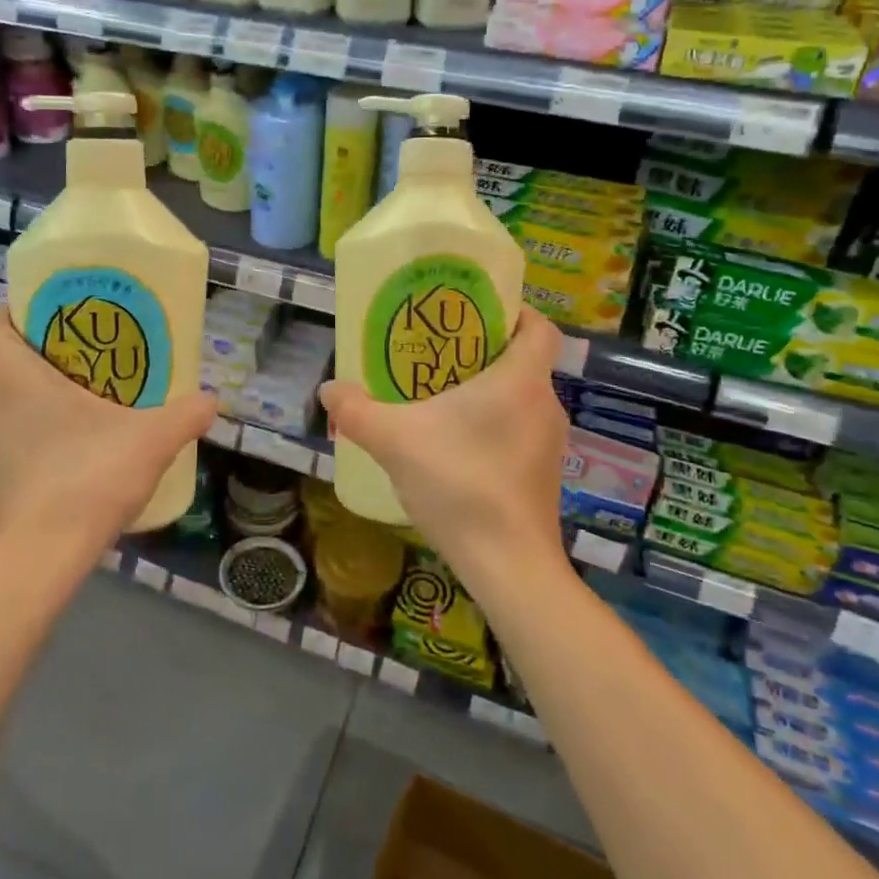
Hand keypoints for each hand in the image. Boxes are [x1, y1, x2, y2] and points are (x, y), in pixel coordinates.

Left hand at [0, 308, 217, 577]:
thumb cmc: (86, 479)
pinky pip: (10, 438)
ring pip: (7, 402)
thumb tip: (211, 400)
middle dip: (45, 354)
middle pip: (6, 361)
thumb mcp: (151, 441)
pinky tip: (75, 453)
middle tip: (92, 358)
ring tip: (89, 404)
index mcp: (13, 377)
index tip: (56, 316)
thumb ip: (185, 414)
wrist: (38, 562)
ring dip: (40, 397)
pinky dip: (35, 435)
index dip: (17, 311)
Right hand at [319, 308, 569, 603]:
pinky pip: (519, 432)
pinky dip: (491, 427)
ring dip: (485, 393)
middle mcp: (545, 404)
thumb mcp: (395, 441)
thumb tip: (329, 389)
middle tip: (437, 354)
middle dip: (482, 353)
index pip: (538, 327)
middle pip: (522, 361)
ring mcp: (550, 444)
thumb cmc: (460, 485)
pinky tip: (453, 448)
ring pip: (519, 399)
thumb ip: (357, 411)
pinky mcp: (544, 476)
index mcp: (520, 380)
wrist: (510, 567)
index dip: (514, 311)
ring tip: (438, 400)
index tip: (476, 313)